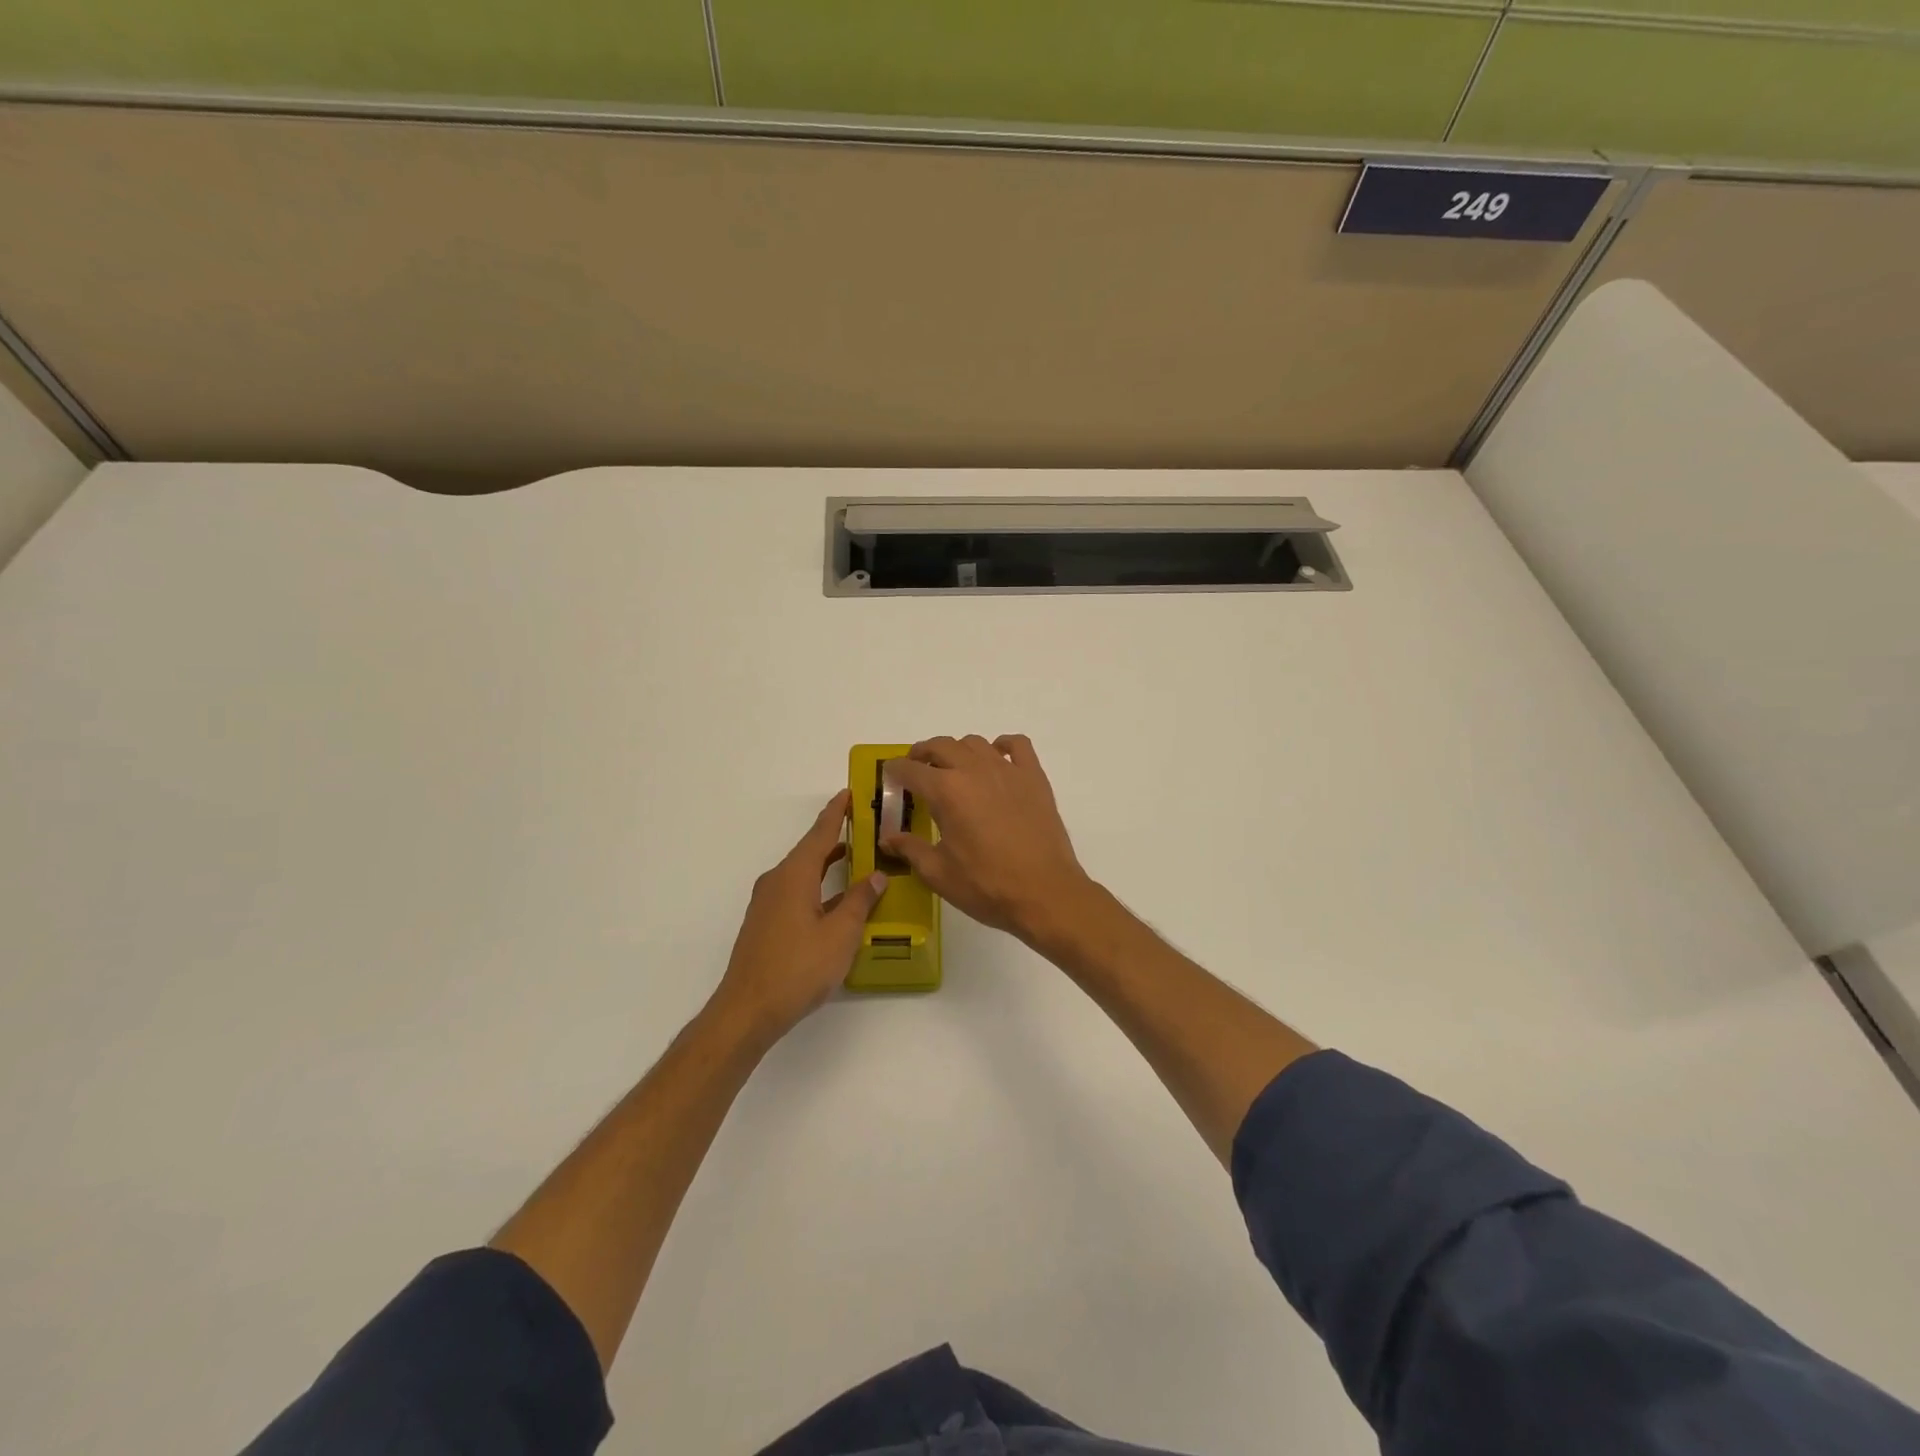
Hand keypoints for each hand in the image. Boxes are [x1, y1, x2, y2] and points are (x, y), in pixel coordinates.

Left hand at [714, 790, 886, 1039]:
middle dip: (834, 836)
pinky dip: (817, 885)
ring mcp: (767, 903)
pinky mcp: (765, 923)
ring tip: (854, 857)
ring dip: (826, 863)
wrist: (747, 1010)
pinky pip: (795, 891)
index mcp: (794, 876)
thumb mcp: (840, 934)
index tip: (849, 792)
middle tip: (862, 825)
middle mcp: (777, 881)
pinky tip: (834, 900)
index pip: (820, 834)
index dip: (837, 813)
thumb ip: (860, 901)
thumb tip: (876, 875)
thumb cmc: (798, 968)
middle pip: (809, 850)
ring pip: (802, 872)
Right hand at [880, 735, 1095, 946]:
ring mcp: (1007, 770)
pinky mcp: (1034, 777)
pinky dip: (1002, 745)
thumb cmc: (987, 886)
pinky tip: (997, 759)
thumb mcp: (938, 873)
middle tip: (917, 770)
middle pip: (941, 746)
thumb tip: (888, 838)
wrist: (1045, 893)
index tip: (891, 777)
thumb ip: (910, 849)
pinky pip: (1017, 745)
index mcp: (946, 791)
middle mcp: (974, 770)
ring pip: (975, 742)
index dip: (895, 771)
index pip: (911, 769)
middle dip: (923, 754)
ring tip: (954, 769)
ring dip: (958, 750)